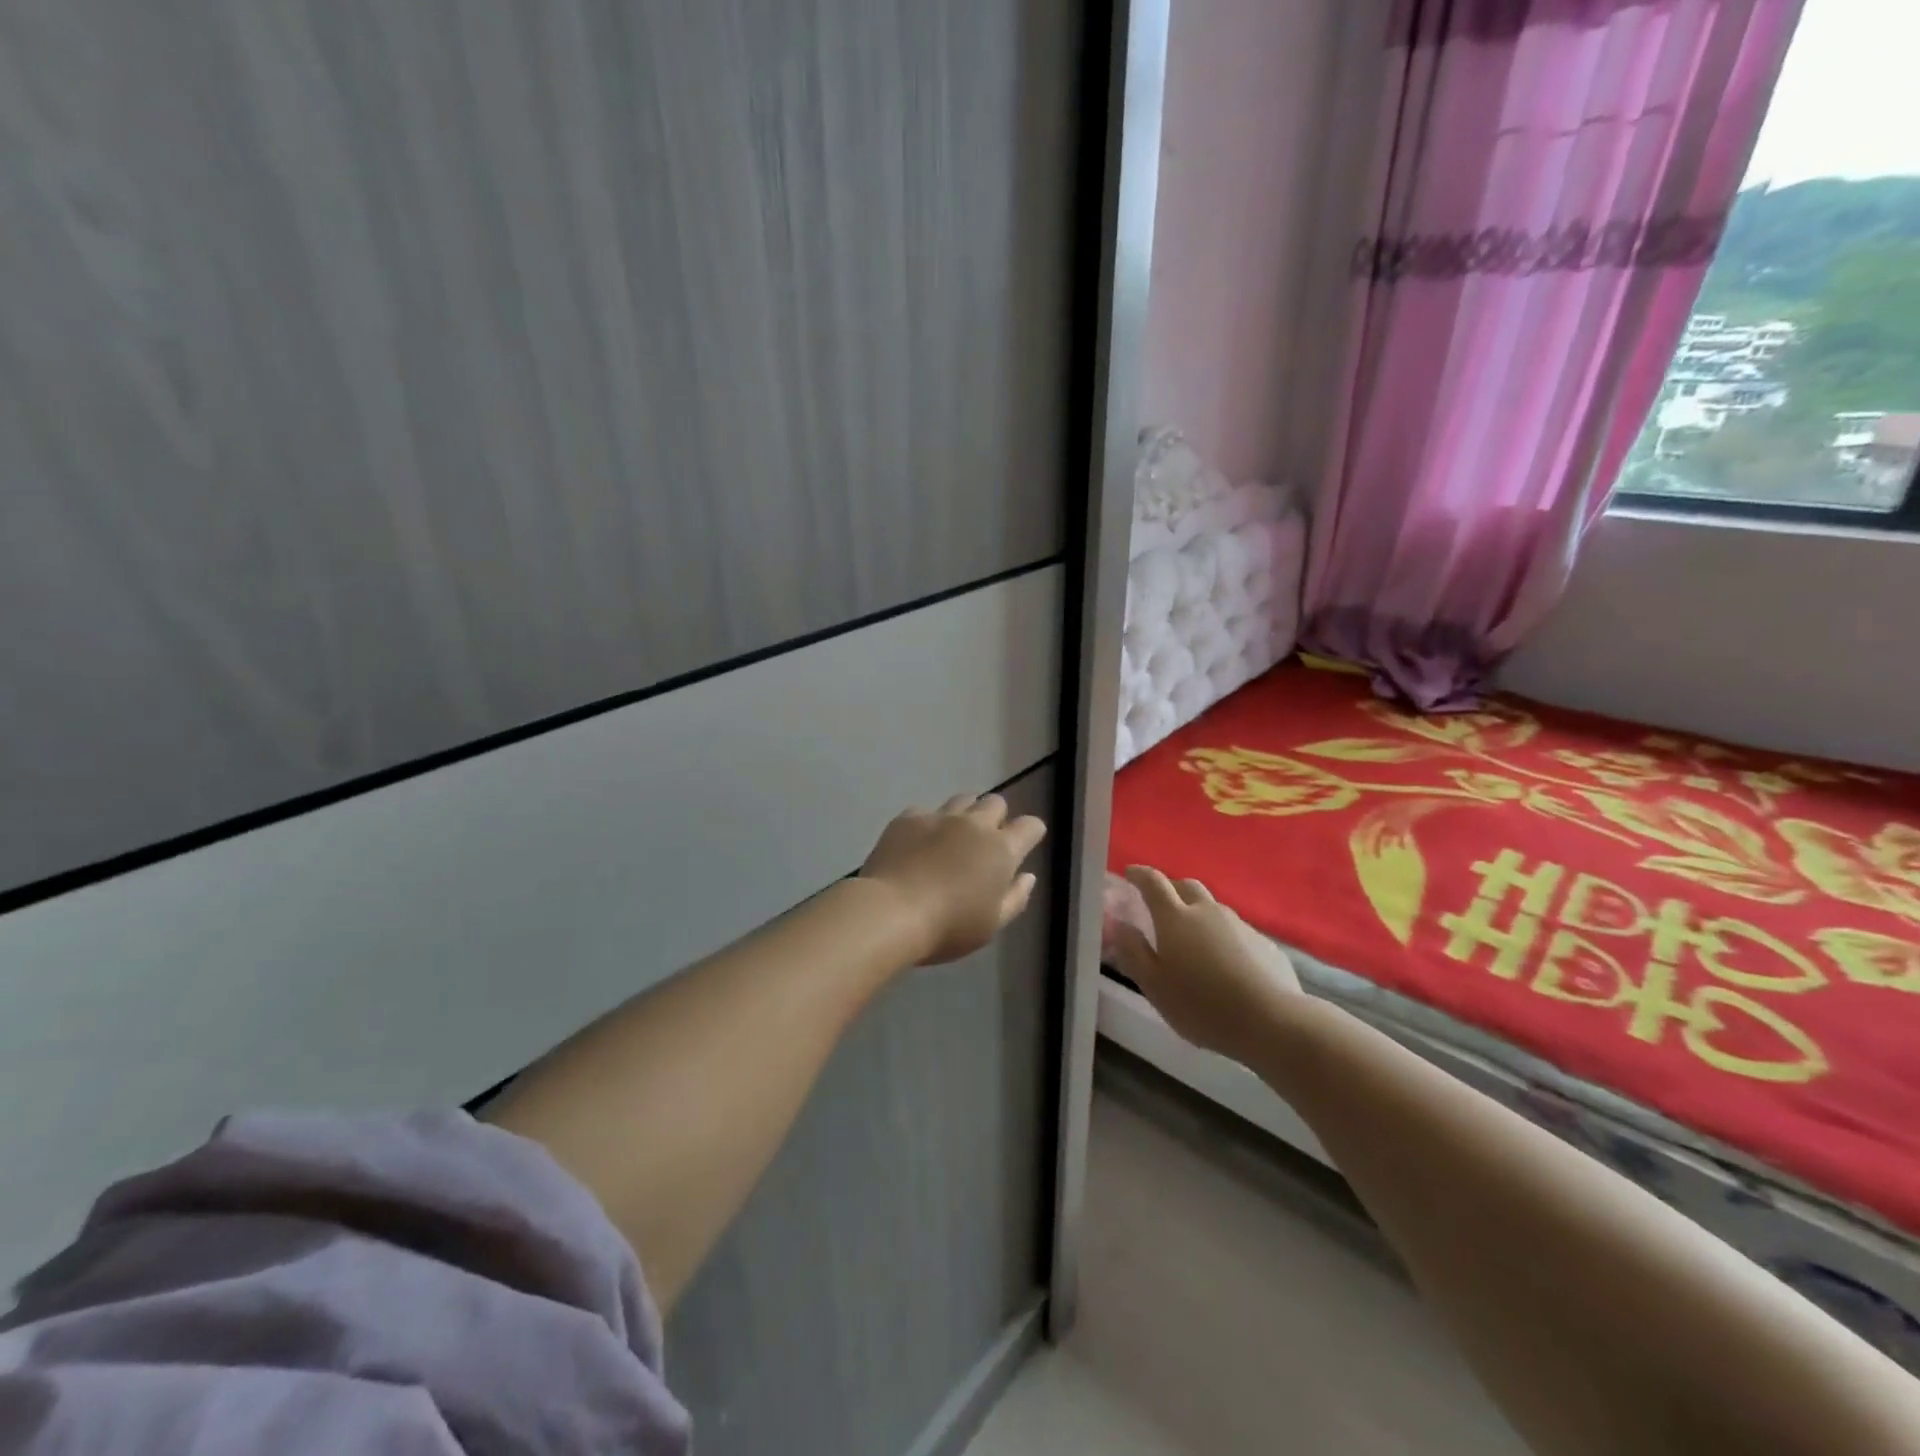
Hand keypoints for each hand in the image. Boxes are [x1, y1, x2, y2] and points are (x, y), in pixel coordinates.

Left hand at [859, 795, 1047, 964]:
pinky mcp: (908, 818)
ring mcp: (940, 817)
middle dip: (996, 817)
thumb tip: (1027, 876)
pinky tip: (918, 843)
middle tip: (984, 843)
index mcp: (1001, 850)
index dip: (1031, 833)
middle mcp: (975, 824)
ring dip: (965, 814)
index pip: (1030, 826)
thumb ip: (1016, 897)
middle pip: (996, 803)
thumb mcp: (992, 924)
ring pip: (963, 800)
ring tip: (953, 837)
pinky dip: (928, 824)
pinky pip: (926, 811)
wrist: (891, 912)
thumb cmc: (949, 927)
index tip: (1024, 844)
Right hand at [1109, 866, 1301, 1063]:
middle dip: (1170, 889)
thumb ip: (1133, 952)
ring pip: (1212, 907)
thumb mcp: (1154, 986)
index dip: (1140, 875)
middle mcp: (1207, 911)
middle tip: (1159, 905)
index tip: (1129, 873)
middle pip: (1186, 886)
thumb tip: (1117, 924)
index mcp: (1175, 918)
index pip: (1153, 883)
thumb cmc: (1202, 1005)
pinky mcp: (1263, 942)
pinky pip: (1234, 929)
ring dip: (1197, 913)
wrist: (1272, 1021)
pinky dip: (1221, 935)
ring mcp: (1239, 924)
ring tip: (1191, 938)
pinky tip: (1223, 961)